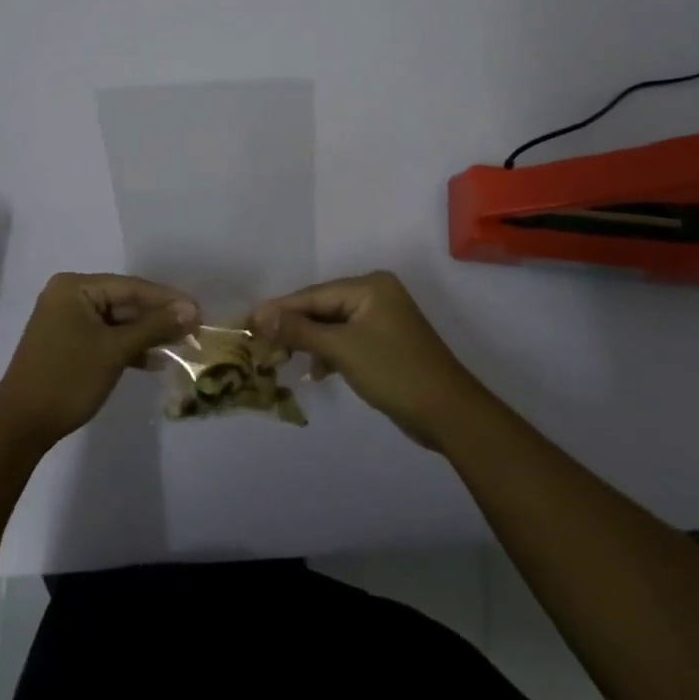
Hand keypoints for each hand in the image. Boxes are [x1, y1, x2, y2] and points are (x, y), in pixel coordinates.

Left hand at [0, 274, 197, 448]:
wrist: (19, 428)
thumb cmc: (67, 379)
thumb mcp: (115, 351)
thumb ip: (154, 327)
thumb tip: (191, 310)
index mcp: (75, 287)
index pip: (131, 287)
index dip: (167, 299)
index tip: (199, 310)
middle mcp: (69, 296)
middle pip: (125, 302)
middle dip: (158, 318)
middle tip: (194, 329)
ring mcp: (67, 321)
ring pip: (118, 322)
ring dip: (147, 335)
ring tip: (181, 345)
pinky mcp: (68, 344)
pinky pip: (106, 338)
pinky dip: (128, 348)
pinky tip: (154, 361)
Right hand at [253, 271, 485, 449]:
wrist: (449, 413)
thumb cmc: (395, 372)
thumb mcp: (343, 349)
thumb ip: (301, 330)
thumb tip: (261, 314)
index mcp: (370, 286)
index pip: (315, 294)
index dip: (281, 308)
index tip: (249, 319)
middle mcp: (376, 294)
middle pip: (323, 307)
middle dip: (294, 326)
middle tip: (259, 341)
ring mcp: (383, 319)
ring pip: (334, 325)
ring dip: (310, 341)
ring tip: (279, 356)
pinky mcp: (386, 343)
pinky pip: (348, 340)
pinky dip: (331, 353)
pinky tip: (316, 371)